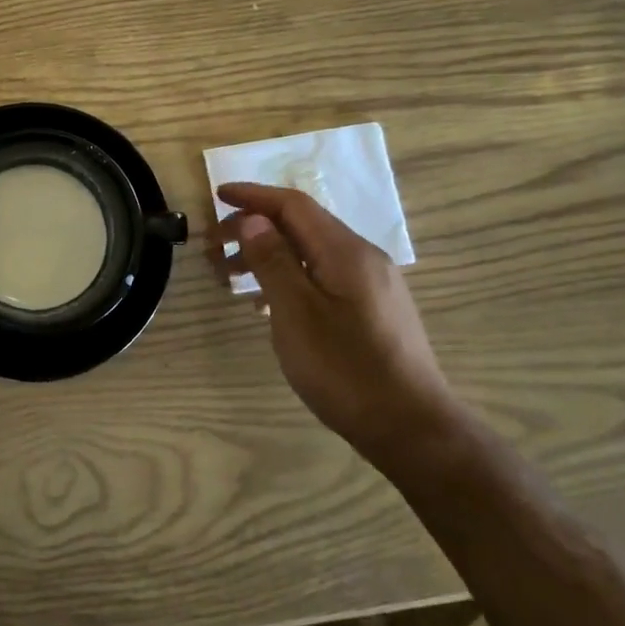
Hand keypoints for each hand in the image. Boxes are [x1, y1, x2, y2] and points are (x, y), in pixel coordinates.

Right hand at [216, 182, 455, 467]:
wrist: (411, 429)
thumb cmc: (345, 369)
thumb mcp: (296, 313)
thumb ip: (273, 261)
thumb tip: (254, 219)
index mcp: (346, 252)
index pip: (294, 205)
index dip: (253, 196)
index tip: (217, 196)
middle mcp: (363, 258)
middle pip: (302, 226)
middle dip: (255, 227)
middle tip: (214, 246)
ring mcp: (372, 285)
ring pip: (311, 253)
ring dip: (268, 255)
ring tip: (231, 276)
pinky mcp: (372, 310)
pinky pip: (322, 276)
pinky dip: (289, 277)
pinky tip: (267, 304)